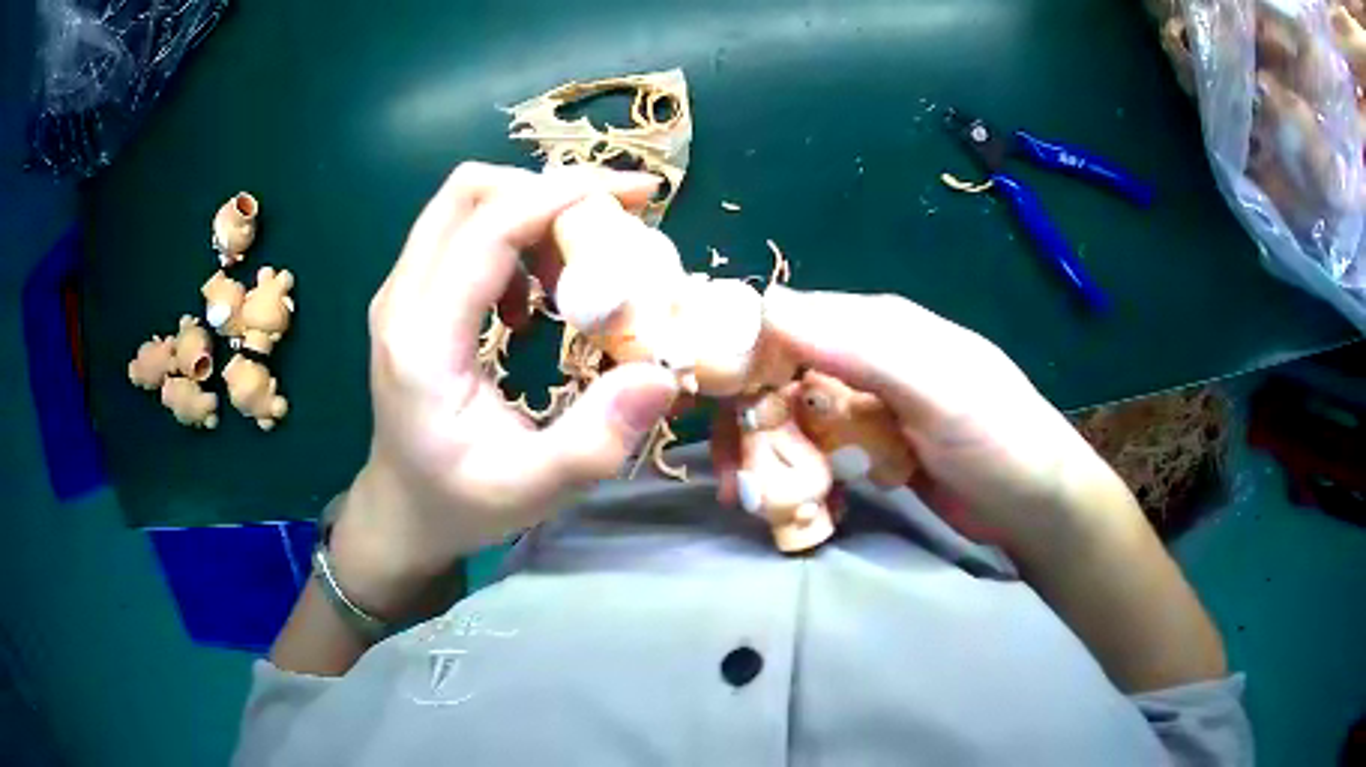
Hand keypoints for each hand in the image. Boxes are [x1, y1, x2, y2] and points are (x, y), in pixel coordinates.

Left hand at [331, 163, 678, 618]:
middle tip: (610, 227)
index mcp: (423, 342)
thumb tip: (662, 375)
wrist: (402, 508)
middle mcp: (401, 299)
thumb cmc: (460, 503)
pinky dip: (513, 237)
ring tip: (575, 270)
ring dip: (532, 213)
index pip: (487, 231)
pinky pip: (464, 231)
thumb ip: (594, 441)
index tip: (636, 195)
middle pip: (468, 192)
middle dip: (547, 190)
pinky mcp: (412, 294)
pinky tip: (535, 296)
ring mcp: (400, 291)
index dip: (562, 196)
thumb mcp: (531, 488)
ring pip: (466, 203)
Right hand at [746, 288, 1225, 691]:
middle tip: (725, 475)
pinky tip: (797, 504)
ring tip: (749, 499)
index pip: (788, 321)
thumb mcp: (936, 386)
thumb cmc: (998, 438)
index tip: (699, 399)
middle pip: (782, 375)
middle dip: (746, 421)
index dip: (740, 352)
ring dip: (768, 456)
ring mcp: (871, 409)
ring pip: (795, 419)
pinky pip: (820, 454)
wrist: (1041, 509)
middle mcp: (867, 359)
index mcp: (878, 326)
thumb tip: (766, 306)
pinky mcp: (876, 452)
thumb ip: (859, 344)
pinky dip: (800, 477)